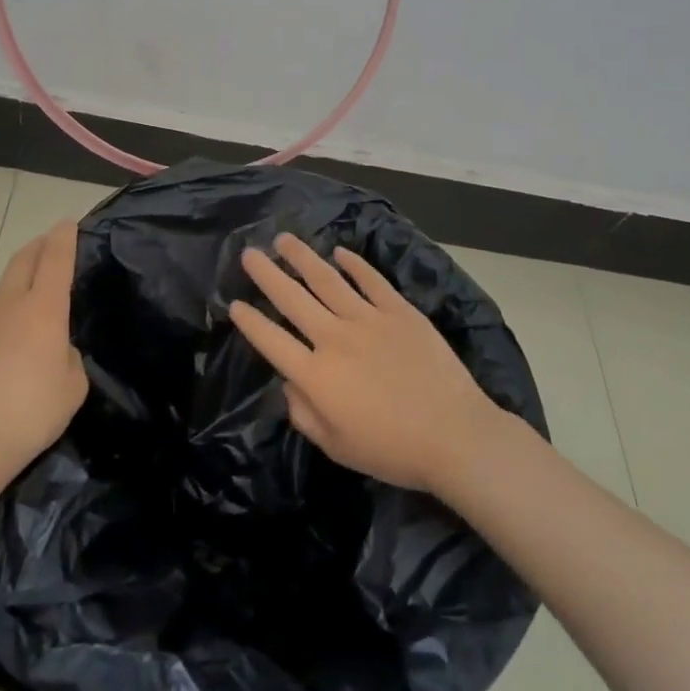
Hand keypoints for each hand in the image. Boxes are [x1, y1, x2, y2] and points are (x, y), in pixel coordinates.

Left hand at [0, 220, 87, 480]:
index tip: (68, 223)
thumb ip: (67, 356)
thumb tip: (53, 349)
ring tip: (29, 300)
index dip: (64, 237)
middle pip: (22, 260)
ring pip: (1, 289)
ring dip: (17, 284)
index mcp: (43, 308)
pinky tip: (3, 346)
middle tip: (49, 244)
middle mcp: (8, 304)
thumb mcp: (73, 385)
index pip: (56, 258)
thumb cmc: (31, 412)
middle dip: (38, 247)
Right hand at [229, 233, 504, 494]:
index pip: (272, 341)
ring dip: (303, 258)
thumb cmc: (392, 450)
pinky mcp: (400, 311)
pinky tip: (340, 252)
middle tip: (249, 253)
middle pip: (293, 299)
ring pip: (328, 280)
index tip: (234, 304)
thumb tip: (289, 383)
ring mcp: (369, 319)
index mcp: (316, 375)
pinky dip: (354, 264)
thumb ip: (304, 414)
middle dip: (267, 275)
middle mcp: (335, 338)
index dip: (250, 322)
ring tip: (284, 240)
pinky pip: (371, 281)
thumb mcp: (336, 446)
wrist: (454, 435)